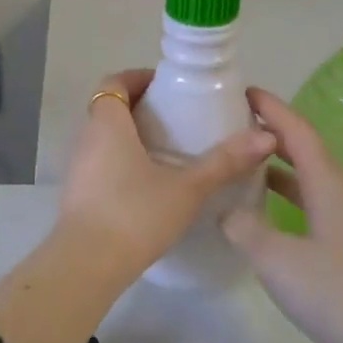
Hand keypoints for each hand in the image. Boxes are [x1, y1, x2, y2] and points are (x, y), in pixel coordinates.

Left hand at [57, 70, 275, 280]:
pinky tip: (148, 185)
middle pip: (108, 109)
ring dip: (130, 137)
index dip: (137, 78)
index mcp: (107, 124)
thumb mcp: (187, 188)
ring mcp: (77, 168)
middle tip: (176, 119)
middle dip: (139, 108)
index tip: (167, 86)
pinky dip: (121, 162)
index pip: (114, 82)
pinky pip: (99, 164)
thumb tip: (266, 136)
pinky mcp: (77, 194)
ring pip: (103, 138)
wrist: (87, 265)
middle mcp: (86, 138)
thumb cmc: (135, 214)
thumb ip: (224, 162)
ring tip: (167, 151)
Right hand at [221, 87, 342, 342]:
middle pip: (305, 149)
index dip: (270, 108)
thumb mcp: (276, 259)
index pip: (296, 130)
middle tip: (232, 127)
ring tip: (242, 165)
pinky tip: (267, 214)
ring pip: (310, 178)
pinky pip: (315, 202)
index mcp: (328, 182)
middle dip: (271, 135)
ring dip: (278, 167)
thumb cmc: (338, 292)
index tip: (242, 91)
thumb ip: (244, 228)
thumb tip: (228, 210)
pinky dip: (289, 195)